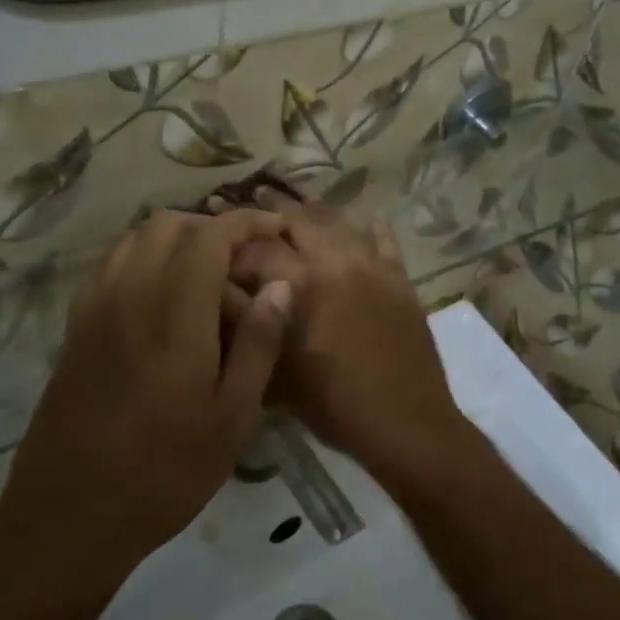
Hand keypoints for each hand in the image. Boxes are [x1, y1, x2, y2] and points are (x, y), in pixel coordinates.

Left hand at [0, 209, 291, 598]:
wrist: (70, 515)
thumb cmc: (166, 472)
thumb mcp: (232, 417)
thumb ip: (258, 344)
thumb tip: (279, 286)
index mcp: (174, 315)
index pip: (209, 236)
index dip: (245, 222)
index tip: (274, 229)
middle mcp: (129, 296)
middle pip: (166, 226)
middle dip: (210, 227)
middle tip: (243, 261)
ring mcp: (94, 310)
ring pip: (133, 241)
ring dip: (174, 241)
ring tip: (207, 277)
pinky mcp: (75, 329)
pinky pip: (110, 268)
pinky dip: (142, 260)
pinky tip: (162, 300)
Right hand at [222, 189, 469, 469]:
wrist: (406, 422)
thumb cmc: (333, 406)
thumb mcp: (276, 373)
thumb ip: (248, 326)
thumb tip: (219, 292)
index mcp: (300, 285)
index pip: (255, 249)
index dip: (229, 241)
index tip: (214, 235)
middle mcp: (336, 261)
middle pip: (297, 220)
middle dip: (269, 208)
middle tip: (249, 197)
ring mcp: (373, 265)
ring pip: (338, 221)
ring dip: (311, 210)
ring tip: (293, 201)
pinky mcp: (399, 276)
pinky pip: (380, 235)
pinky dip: (361, 224)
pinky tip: (352, 221)